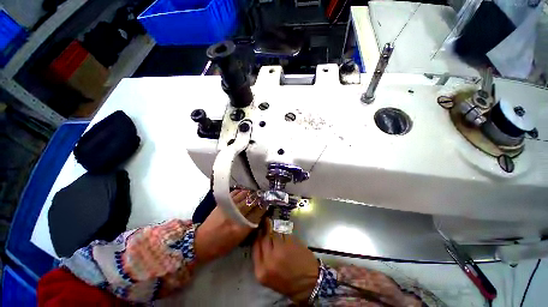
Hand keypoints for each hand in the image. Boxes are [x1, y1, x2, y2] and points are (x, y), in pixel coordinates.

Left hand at [195, 189, 265, 264]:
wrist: (201, 242)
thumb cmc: (221, 246)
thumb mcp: (238, 241)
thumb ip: (249, 228)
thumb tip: (258, 217)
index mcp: (240, 229)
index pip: (256, 215)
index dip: (263, 209)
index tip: (267, 205)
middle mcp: (235, 217)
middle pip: (250, 204)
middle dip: (258, 199)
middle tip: (262, 197)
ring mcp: (227, 209)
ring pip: (243, 197)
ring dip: (250, 194)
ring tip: (255, 193)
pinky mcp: (221, 204)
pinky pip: (234, 194)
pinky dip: (240, 192)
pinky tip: (244, 191)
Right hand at [252, 219, 318, 304]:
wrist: (311, 284)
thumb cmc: (289, 283)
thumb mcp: (269, 277)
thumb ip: (262, 260)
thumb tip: (260, 239)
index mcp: (261, 271)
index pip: (255, 246)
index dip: (257, 236)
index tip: (259, 230)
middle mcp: (269, 260)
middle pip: (263, 237)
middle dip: (265, 229)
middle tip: (266, 222)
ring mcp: (280, 250)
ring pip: (274, 232)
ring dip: (275, 229)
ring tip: (278, 229)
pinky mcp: (290, 243)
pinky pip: (284, 232)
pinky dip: (284, 231)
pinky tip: (286, 234)